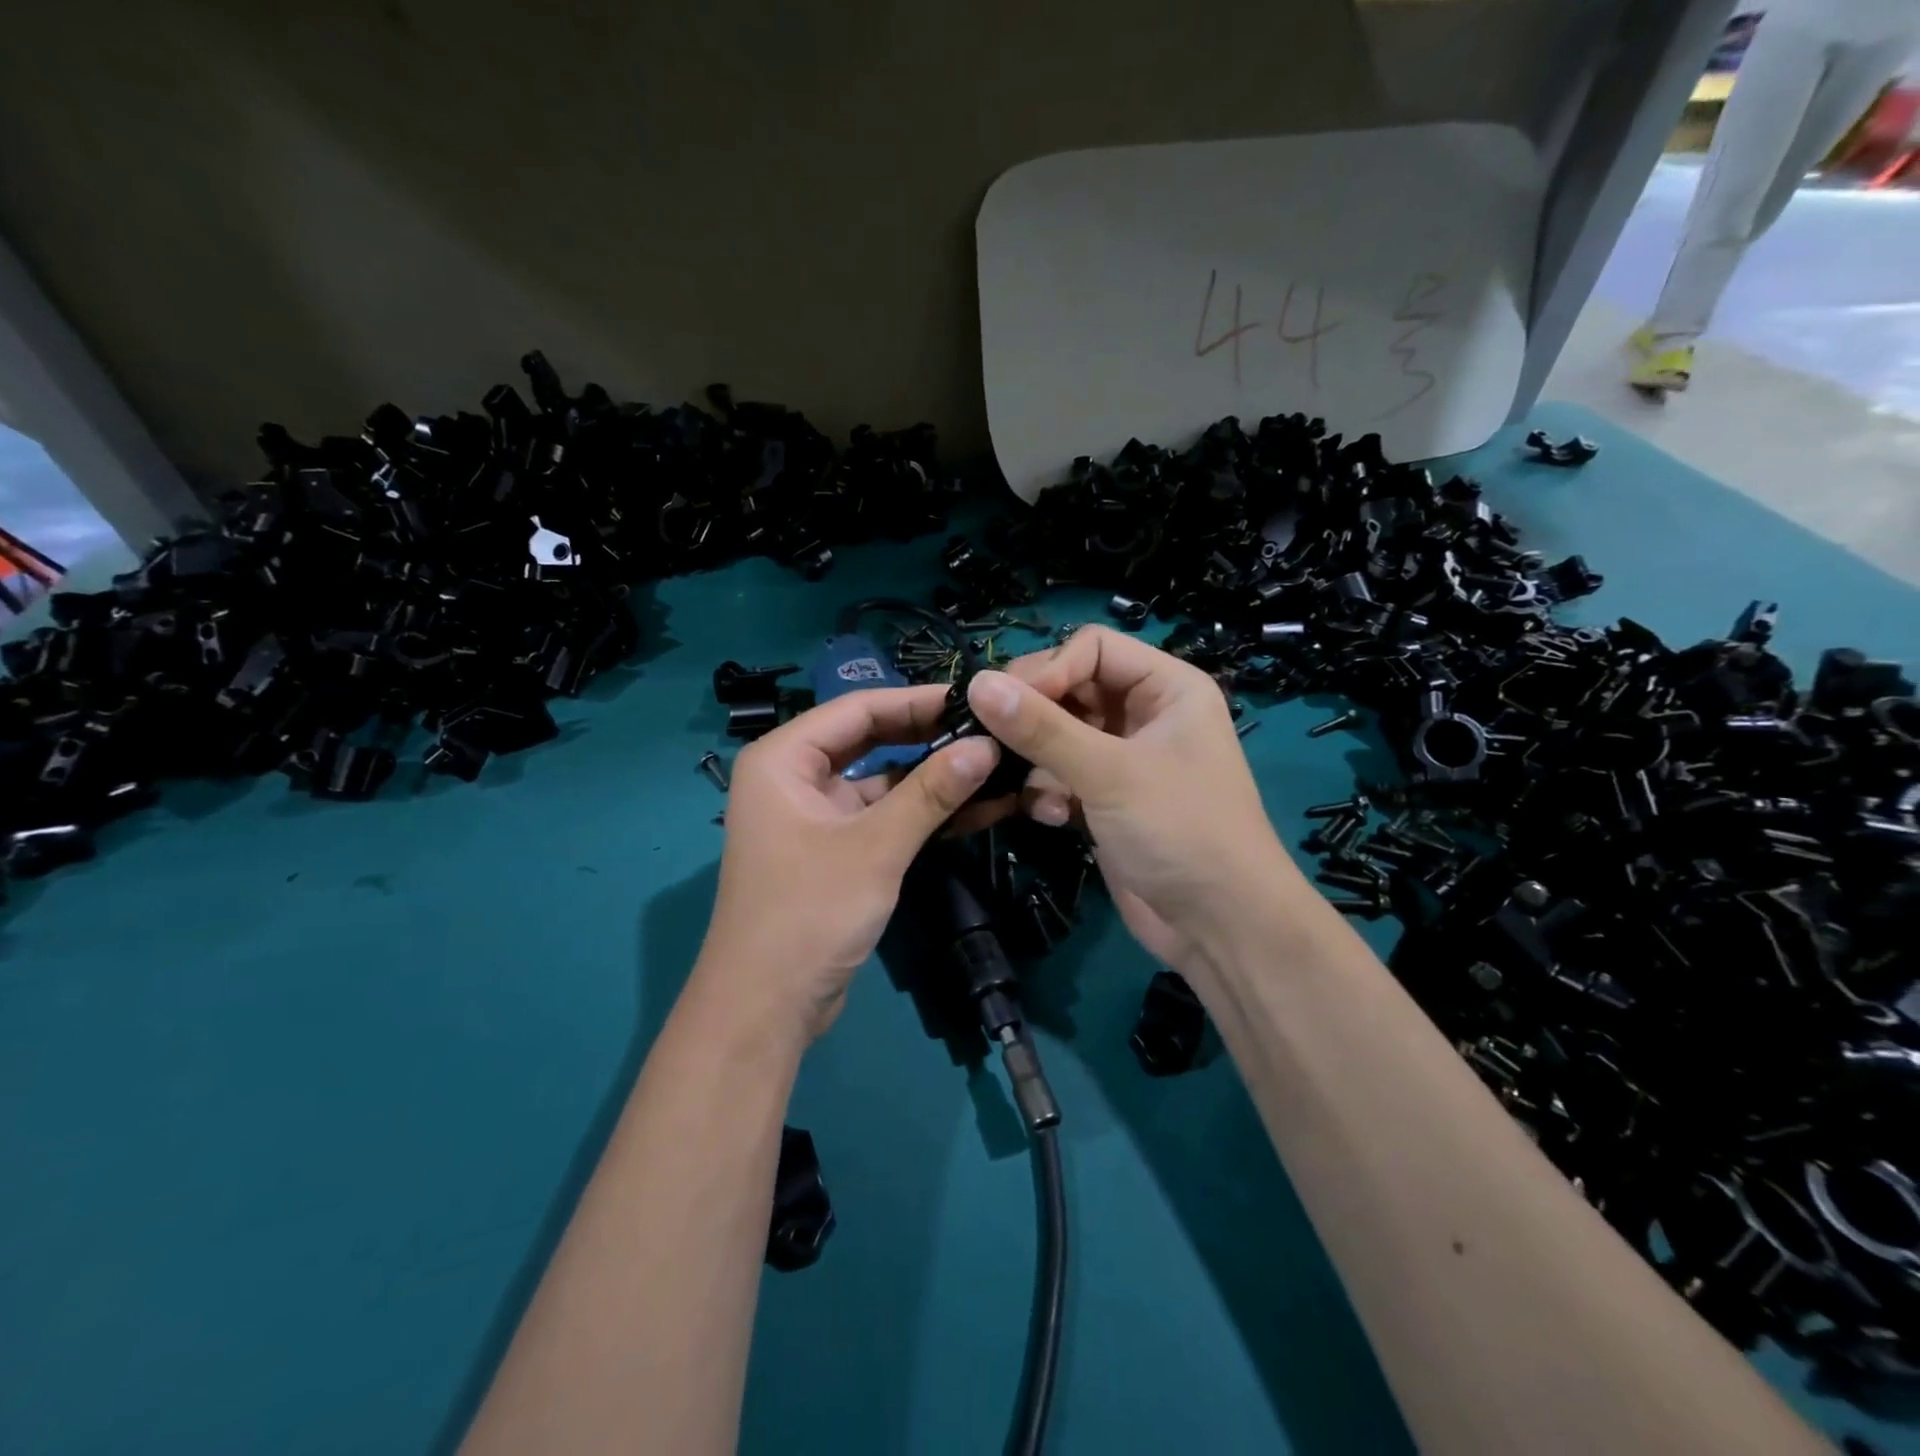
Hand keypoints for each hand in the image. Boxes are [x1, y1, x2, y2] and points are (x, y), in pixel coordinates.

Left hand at [694, 686, 999, 1043]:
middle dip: (929, 737)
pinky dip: (921, 813)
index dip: (917, 700)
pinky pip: (882, 816)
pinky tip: (974, 808)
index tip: (974, 698)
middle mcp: (794, 777)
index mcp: (783, 759)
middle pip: (870, 740)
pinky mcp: (835, 849)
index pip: (858, 709)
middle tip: (990, 729)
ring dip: (932, 778)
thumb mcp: (875, 847)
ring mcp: (815, 815)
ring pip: (881, 781)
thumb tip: (987, 745)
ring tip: (994, 765)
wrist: (766, 1006)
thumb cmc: (809, 913)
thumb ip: (931, 792)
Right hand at [965, 627, 1301, 967]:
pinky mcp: (1106, 798)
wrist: (1218, 927)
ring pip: (1059, 735)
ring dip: (1037, 761)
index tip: (1006, 704)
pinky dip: (1049, 791)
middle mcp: (1146, 714)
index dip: (1048, 670)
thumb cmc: (1179, 831)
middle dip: (1035, 718)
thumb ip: (1041, 728)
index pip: (1092, 648)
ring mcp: (1125, 758)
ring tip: (1030, 788)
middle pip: (1071, 689)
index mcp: (1167, 687)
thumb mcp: (1109, 773)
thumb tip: (976, 683)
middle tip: (994, 741)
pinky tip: (1051, 817)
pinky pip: (1061, 774)